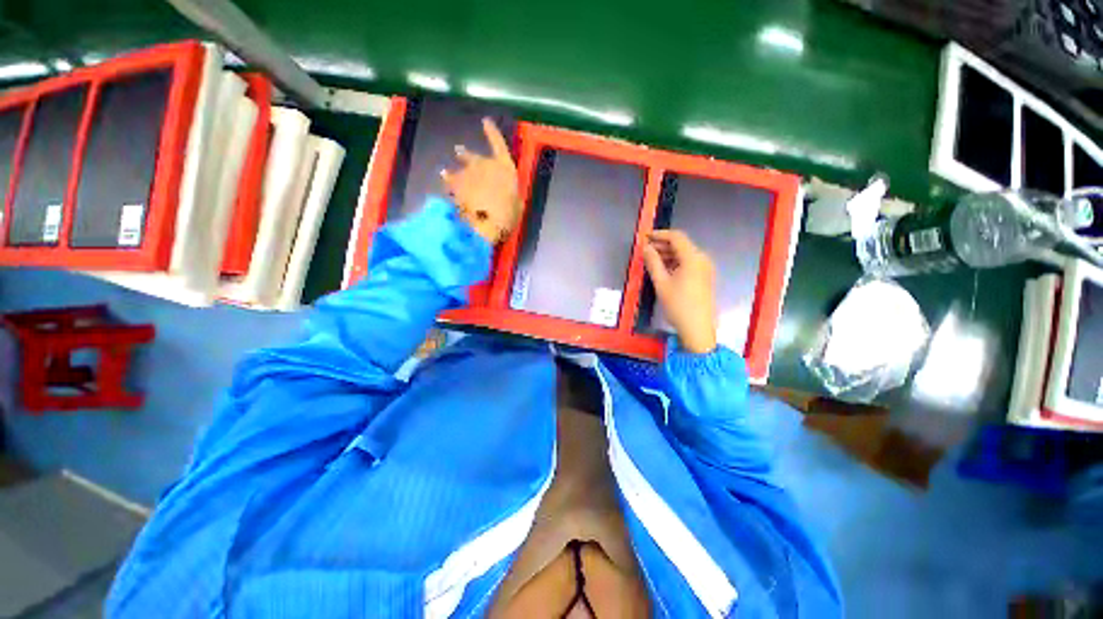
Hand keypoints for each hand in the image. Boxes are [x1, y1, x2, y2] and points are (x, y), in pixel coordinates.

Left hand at [441, 118, 520, 243]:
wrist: (487, 221)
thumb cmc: (508, 214)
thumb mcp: (516, 204)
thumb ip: (509, 195)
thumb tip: (504, 195)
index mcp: (504, 167)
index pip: (498, 144)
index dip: (492, 132)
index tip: (485, 121)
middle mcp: (484, 164)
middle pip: (473, 157)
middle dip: (465, 155)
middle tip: (458, 151)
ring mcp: (467, 173)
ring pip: (457, 170)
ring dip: (452, 171)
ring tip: (445, 172)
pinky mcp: (454, 185)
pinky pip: (448, 182)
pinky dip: (445, 184)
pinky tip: (442, 185)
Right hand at [642, 230, 717, 353]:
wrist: (697, 328)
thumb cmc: (678, 305)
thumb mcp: (661, 283)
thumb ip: (653, 262)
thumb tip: (646, 247)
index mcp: (693, 258)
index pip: (676, 237)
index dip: (659, 234)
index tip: (645, 237)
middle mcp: (702, 259)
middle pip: (681, 245)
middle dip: (662, 245)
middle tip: (645, 250)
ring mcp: (705, 269)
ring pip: (684, 254)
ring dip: (668, 254)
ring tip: (651, 260)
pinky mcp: (704, 278)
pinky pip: (688, 263)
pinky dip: (675, 263)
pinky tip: (663, 270)